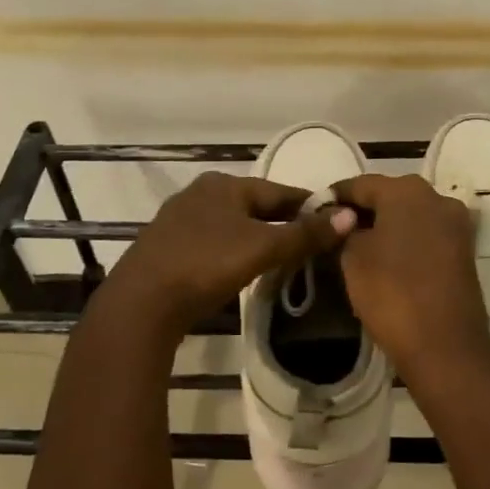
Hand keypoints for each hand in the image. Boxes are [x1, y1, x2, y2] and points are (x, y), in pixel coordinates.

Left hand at [100, 172, 354, 339]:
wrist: (141, 303)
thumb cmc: (206, 264)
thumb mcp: (262, 248)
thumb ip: (305, 233)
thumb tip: (348, 214)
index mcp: (225, 184)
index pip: (280, 191)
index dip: (309, 206)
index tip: (333, 220)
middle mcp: (201, 192)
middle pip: (255, 206)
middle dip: (282, 222)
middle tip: (311, 244)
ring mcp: (179, 219)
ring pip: (232, 224)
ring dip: (256, 237)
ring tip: (280, 258)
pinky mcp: (166, 246)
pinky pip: (212, 241)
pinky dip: (232, 250)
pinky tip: (239, 267)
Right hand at [331, 174, 489, 383]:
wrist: (445, 345)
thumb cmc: (392, 292)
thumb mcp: (353, 258)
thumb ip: (344, 230)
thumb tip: (344, 221)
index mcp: (406, 190)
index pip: (360, 184)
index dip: (334, 197)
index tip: (313, 212)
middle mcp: (436, 196)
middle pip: (389, 194)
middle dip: (362, 209)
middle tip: (334, 230)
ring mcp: (455, 223)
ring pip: (410, 213)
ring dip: (385, 224)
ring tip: (358, 245)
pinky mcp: (464, 249)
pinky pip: (426, 233)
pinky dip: (405, 239)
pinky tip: (386, 257)